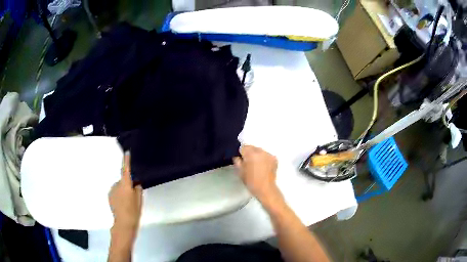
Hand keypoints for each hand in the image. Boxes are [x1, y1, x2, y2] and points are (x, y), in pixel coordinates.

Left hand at [109, 152, 142, 231]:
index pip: (126, 170)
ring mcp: (112, 191)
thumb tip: (135, 184)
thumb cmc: (133, 211)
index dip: (126, 161)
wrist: (123, 223)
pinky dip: (119, 195)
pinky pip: (116, 192)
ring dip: (123, 191)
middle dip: (127, 184)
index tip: (126, 152)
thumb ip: (138, 189)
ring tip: (127, 202)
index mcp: (125, 184)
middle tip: (133, 195)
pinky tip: (122, 204)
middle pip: (123, 180)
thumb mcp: (139, 200)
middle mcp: (117, 185)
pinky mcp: (109, 196)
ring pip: (119, 187)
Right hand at [233, 145, 279, 203]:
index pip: (243, 147)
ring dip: (257, 155)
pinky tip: (263, 166)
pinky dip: (264, 158)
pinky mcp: (274, 159)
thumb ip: (238, 162)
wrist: (265, 189)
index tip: (241, 158)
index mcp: (251, 154)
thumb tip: (238, 157)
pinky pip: (266, 155)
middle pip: (252, 147)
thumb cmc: (252, 182)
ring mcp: (268, 155)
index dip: (241, 153)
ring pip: (260, 151)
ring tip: (256, 165)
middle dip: (249, 153)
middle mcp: (261, 152)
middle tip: (248, 162)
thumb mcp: (240, 172)